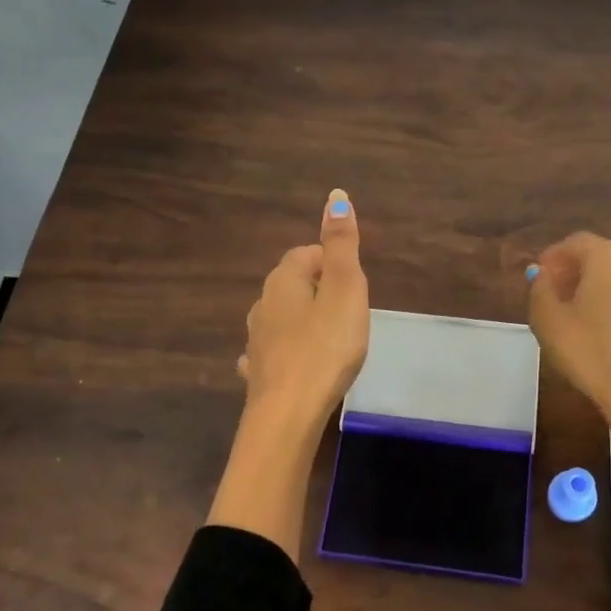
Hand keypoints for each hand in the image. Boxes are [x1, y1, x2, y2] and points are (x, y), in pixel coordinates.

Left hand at [238, 188, 369, 431]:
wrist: (288, 414)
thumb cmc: (325, 347)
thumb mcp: (344, 290)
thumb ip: (341, 245)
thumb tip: (336, 196)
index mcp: (283, 280)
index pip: (306, 253)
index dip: (332, 263)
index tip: (354, 286)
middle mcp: (263, 304)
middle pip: (293, 284)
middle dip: (320, 291)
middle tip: (349, 312)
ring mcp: (256, 340)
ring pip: (282, 317)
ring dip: (304, 320)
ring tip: (331, 338)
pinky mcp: (259, 372)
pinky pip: (275, 351)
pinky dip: (288, 351)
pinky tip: (300, 364)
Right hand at [526, 233, 610, 434]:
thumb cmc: (592, 354)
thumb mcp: (548, 321)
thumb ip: (541, 291)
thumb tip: (544, 277)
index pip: (577, 243)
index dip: (555, 256)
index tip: (541, 274)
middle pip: (609, 264)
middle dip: (584, 278)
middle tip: (563, 301)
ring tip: (596, 328)